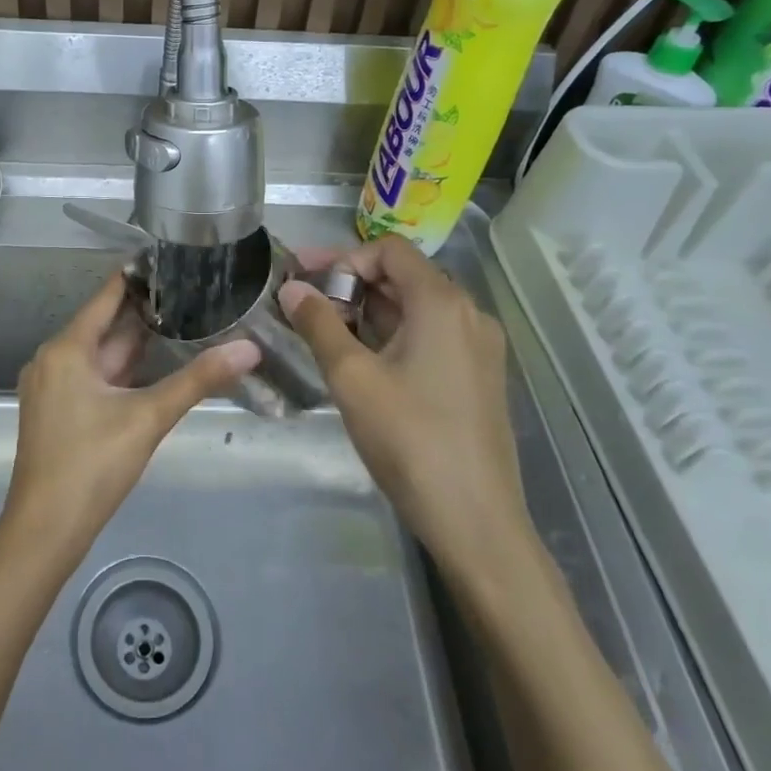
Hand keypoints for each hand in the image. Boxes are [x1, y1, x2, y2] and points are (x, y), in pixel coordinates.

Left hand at [1, 272, 259, 565]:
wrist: (44, 531)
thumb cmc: (92, 465)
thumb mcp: (149, 417)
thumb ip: (199, 380)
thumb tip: (250, 349)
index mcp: (68, 348)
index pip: (108, 295)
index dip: (139, 276)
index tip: (174, 258)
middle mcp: (53, 358)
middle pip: (104, 324)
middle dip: (145, 310)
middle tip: (191, 289)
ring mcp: (52, 385)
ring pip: (100, 352)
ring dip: (135, 340)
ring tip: (182, 320)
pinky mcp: (56, 410)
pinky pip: (92, 374)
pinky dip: (121, 367)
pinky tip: (152, 367)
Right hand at [280, 238, 526, 563]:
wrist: (475, 520)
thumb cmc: (409, 439)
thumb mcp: (351, 377)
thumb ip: (319, 324)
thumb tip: (291, 288)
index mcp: (442, 303)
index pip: (388, 251)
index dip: (342, 258)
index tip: (304, 280)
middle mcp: (468, 314)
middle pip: (403, 276)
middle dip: (350, 284)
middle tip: (304, 302)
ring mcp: (478, 347)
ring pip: (416, 309)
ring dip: (369, 311)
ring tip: (325, 330)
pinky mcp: (478, 376)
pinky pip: (431, 336)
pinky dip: (393, 334)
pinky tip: (362, 359)